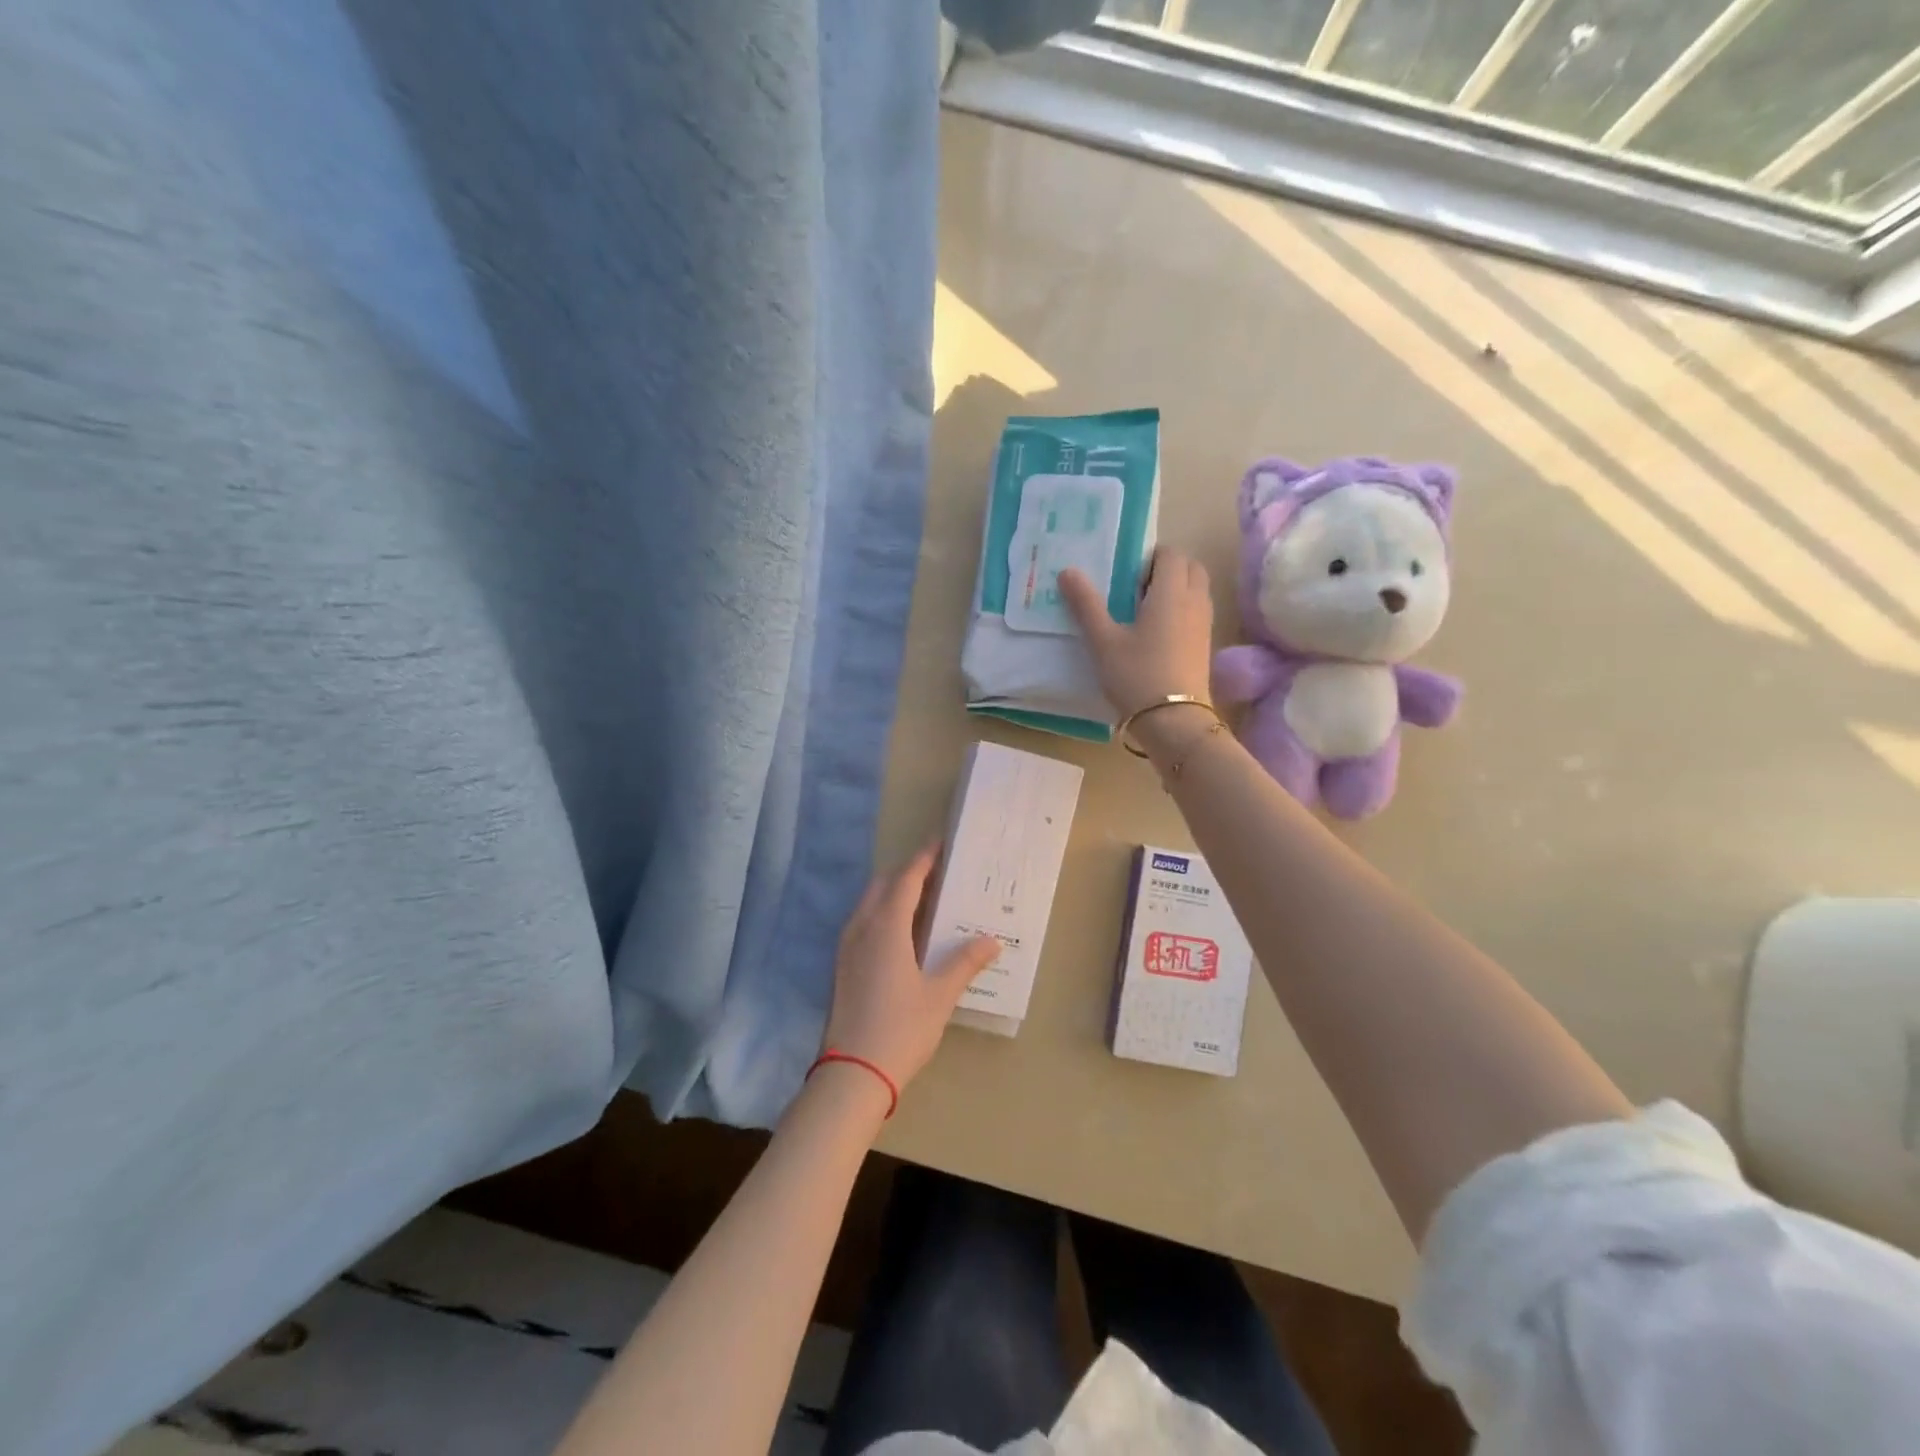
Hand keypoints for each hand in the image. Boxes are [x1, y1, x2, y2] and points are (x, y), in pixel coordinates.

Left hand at [821, 845, 998, 1092]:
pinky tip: (904, 934)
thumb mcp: (940, 995)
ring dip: (894, 892)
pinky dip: (883, 913)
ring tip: (925, 899)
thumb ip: (965, 962)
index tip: (941, 842)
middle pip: (884, 885)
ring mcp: (847, 946)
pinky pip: (863, 922)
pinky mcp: (842, 965)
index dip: (925, 858)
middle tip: (939, 873)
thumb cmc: (901, 1029)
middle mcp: (862, 927)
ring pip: (870, 903)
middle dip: (909, 872)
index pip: (907, 878)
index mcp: (886, 926)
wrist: (852, 1073)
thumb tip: (991, 939)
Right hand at [1059, 549, 1214, 719]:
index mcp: (1171, 592)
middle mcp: (1194, 601)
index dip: (1149, 557)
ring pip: (1196, 590)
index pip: (1171, 554)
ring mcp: (1204, 625)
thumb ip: (1086, 604)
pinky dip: (1181, 611)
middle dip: (1166, 569)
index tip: (1126, 575)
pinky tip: (1155, 635)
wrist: (1173, 721)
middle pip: (1190, 568)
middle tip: (1135, 589)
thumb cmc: (1136, 675)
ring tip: (1142, 612)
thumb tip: (1068, 571)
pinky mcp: (1205, 646)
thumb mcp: (1103, 641)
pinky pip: (1196, 613)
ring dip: (1175, 590)